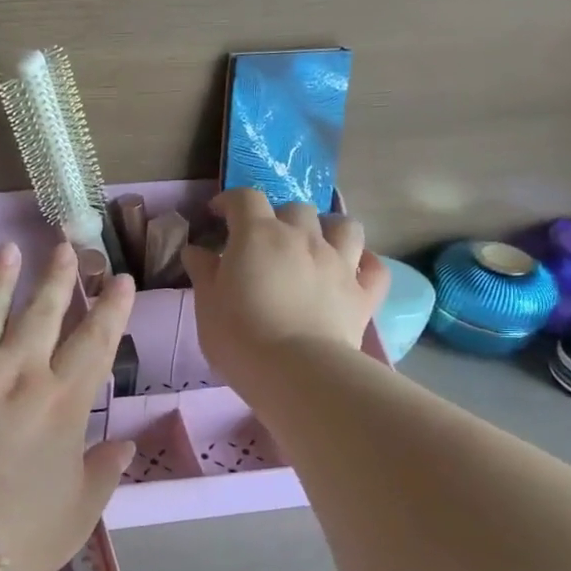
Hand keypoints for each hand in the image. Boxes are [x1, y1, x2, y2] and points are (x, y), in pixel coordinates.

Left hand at [0, 240, 137, 570]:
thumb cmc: (13, 535)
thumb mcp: (75, 515)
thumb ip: (102, 474)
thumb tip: (124, 444)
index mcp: (60, 403)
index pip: (95, 342)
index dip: (111, 308)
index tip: (120, 278)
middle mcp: (16, 371)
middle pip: (41, 313)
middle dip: (56, 277)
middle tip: (62, 244)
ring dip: (0, 279)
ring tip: (7, 250)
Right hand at [182, 188, 388, 394]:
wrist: (296, 371)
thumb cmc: (239, 335)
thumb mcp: (207, 303)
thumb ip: (203, 271)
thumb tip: (196, 250)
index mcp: (258, 235)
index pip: (245, 198)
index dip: (230, 201)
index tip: (217, 215)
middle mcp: (302, 237)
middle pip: (295, 208)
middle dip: (278, 217)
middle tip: (265, 242)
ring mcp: (339, 262)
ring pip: (344, 226)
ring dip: (328, 229)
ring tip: (315, 246)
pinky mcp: (363, 293)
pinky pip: (374, 267)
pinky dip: (363, 264)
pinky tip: (352, 271)